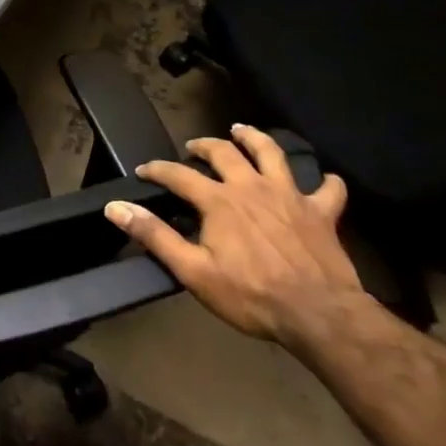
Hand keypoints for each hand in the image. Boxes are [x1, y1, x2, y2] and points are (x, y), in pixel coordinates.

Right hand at [103, 124, 363, 344]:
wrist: (319, 314)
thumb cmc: (250, 295)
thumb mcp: (192, 270)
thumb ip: (154, 235)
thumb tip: (116, 207)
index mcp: (219, 201)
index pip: (178, 174)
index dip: (157, 169)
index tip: (143, 171)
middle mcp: (252, 187)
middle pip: (224, 153)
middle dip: (204, 145)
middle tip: (194, 147)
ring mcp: (290, 196)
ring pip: (272, 153)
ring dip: (255, 139)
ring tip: (243, 131)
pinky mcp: (321, 212)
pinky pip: (329, 189)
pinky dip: (326, 181)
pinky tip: (324, 180)